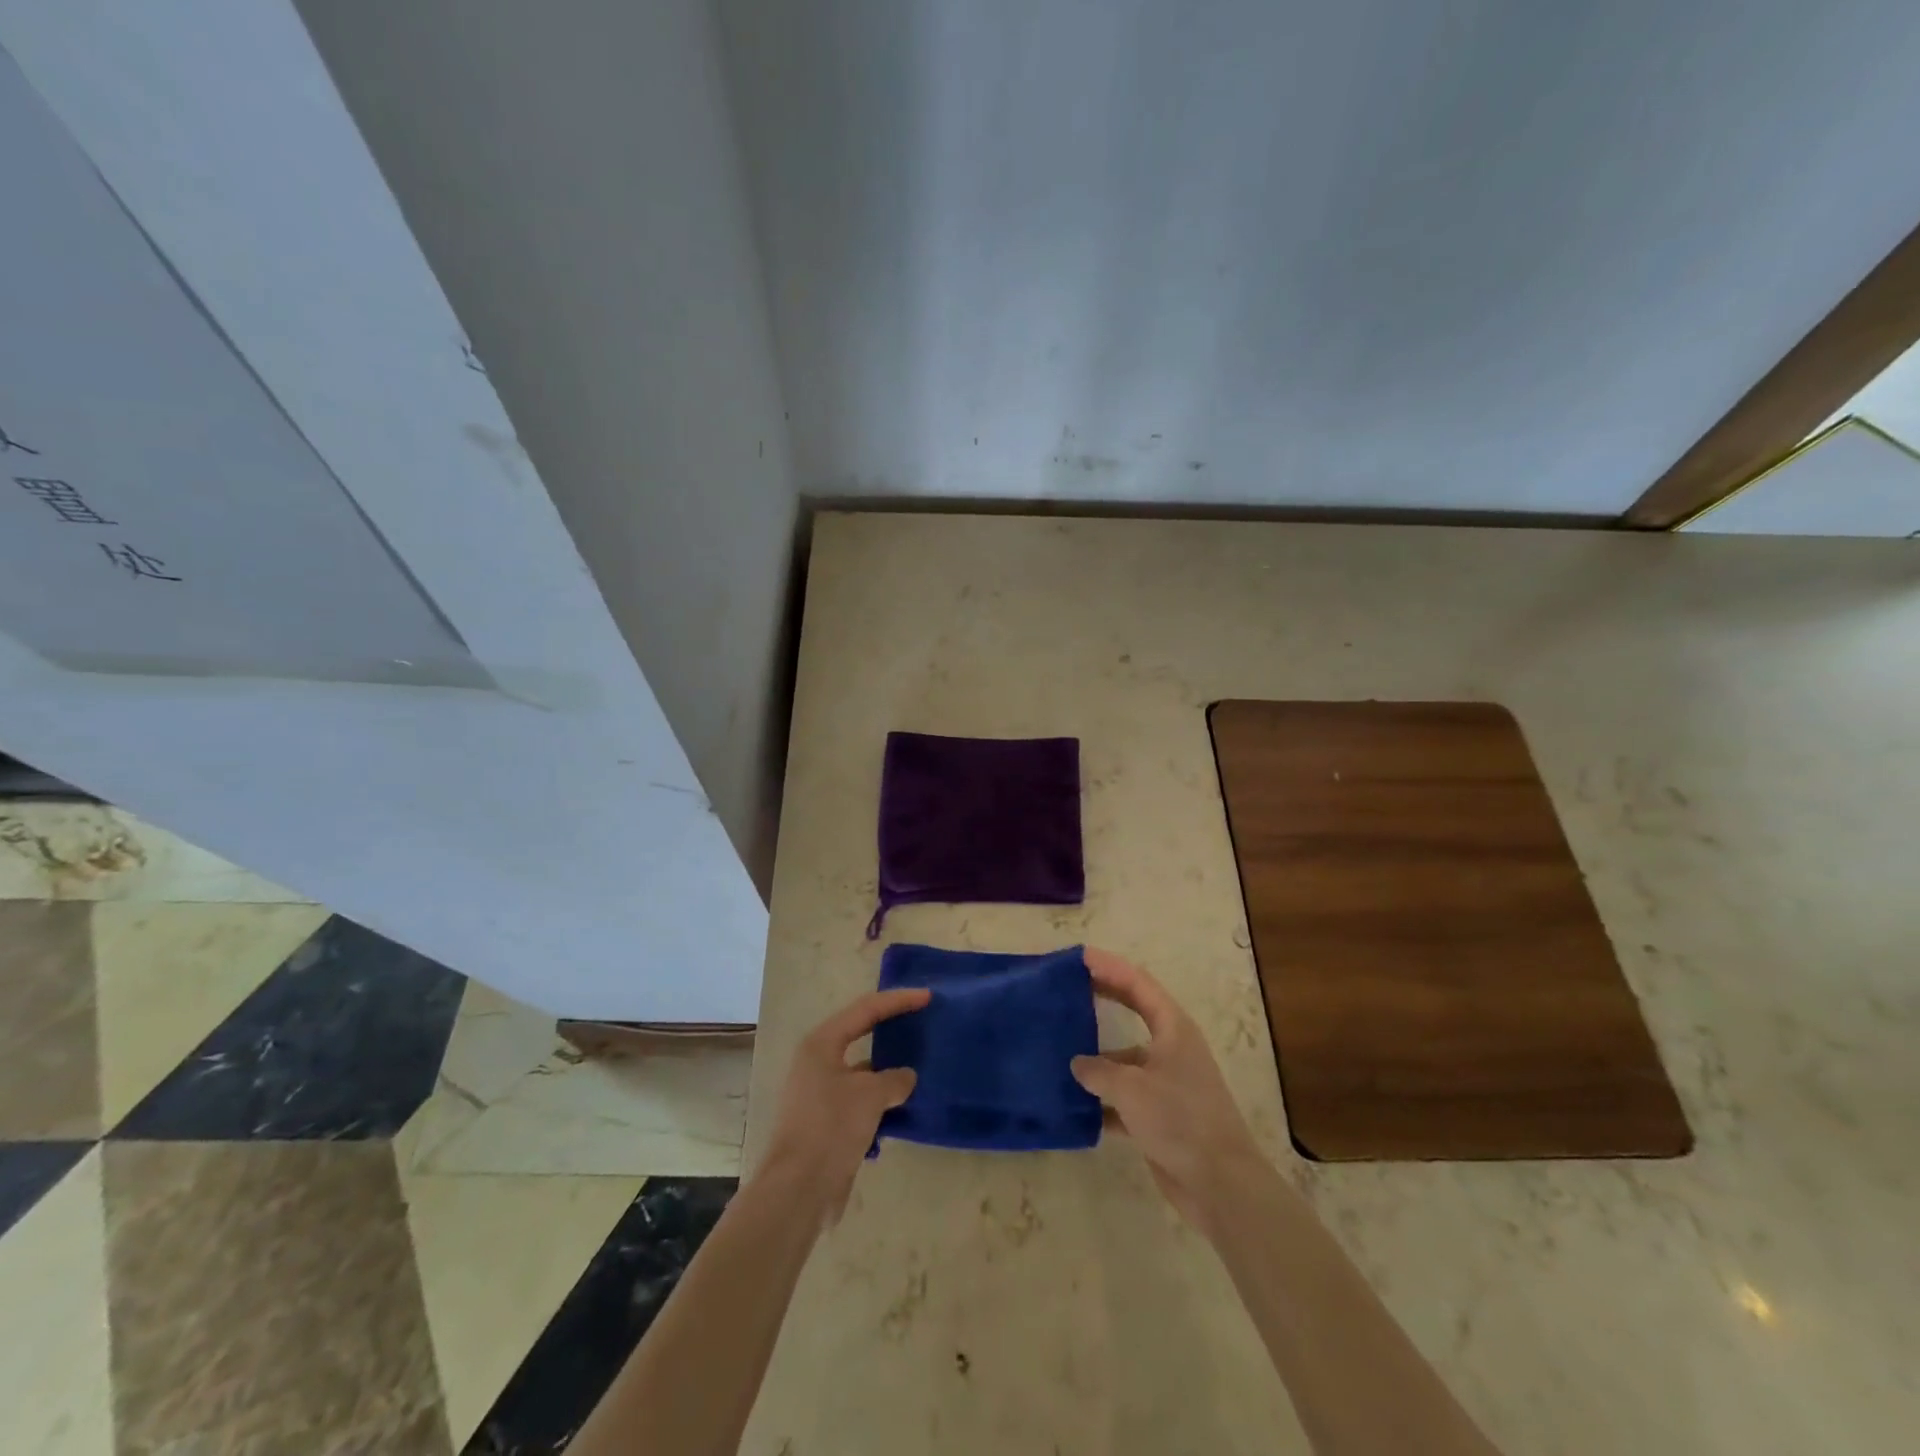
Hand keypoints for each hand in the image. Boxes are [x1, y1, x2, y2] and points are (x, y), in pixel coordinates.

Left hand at [758, 987, 930, 1225]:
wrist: (798, 1190)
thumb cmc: (831, 1127)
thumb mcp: (870, 1095)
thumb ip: (894, 1079)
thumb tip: (906, 1077)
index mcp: (822, 1043)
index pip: (866, 1009)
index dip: (898, 1000)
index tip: (927, 997)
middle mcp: (818, 1061)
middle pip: (861, 1034)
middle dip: (892, 1029)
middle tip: (923, 1022)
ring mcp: (821, 1092)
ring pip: (863, 1070)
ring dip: (889, 1069)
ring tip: (921, 1064)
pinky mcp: (827, 1121)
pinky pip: (861, 1099)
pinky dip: (882, 1099)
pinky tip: (906, 1105)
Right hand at [1071, 948, 1265, 1235]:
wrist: (1220, 1184)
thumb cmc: (1179, 1120)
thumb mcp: (1132, 1088)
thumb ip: (1099, 1071)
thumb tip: (1077, 1065)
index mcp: (1173, 1029)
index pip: (1138, 983)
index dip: (1109, 966)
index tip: (1079, 956)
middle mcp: (1171, 1048)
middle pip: (1133, 1011)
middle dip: (1102, 997)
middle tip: (1067, 988)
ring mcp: (1166, 1083)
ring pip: (1124, 1058)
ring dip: (1096, 1057)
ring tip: (1057, 1051)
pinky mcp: (1160, 1116)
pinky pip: (1123, 1097)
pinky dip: (1101, 1098)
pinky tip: (1072, 1104)